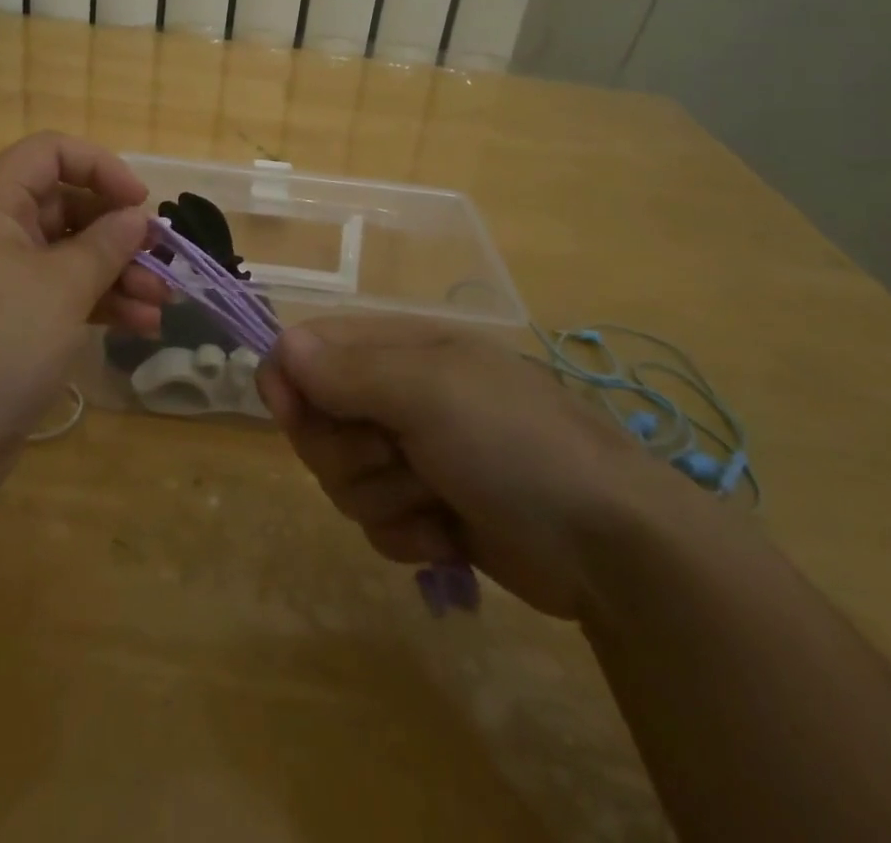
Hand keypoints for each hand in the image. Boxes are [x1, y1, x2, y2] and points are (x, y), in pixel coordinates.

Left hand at [0, 132, 168, 469]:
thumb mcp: (62, 288)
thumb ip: (106, 244)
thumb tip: (134, 217)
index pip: (48, 153)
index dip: (100, 167)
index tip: (140, 203)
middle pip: (64, 206)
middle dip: (118, 233)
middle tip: (162, 261)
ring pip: (66, 255)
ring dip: (117, 274)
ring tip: (162, 304)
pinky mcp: (4, 321)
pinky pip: (57, 293)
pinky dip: (96, 303)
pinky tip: (140, 326)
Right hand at [256, 318, 683, 619]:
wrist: (609, 544)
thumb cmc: (514, 443)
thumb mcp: (429, 393)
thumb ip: (348, 371)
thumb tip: (280, 347)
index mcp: (397, 348)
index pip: (308, 348)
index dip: (288, 379)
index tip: (291, 413)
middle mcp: (397, 394)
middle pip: (316, 420)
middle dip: (345, 451)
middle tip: (394, 456)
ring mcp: (412, 453)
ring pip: (341, 477)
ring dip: (382, 497)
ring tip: (435, 496)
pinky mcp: (426, 508)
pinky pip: (375, 522)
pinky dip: (407, 534)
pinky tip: (449, 535)